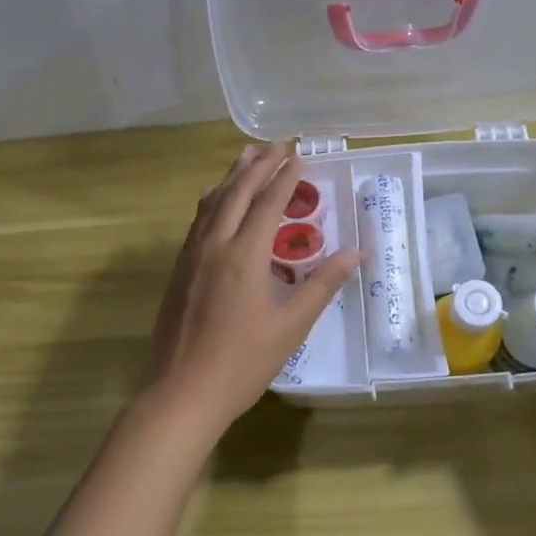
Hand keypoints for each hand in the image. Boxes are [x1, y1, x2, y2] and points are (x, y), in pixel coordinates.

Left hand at [142, 141, 360, 432]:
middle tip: (276, 143)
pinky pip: (197, 221)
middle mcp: (214, 245)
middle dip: (258, 165)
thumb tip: (356, 252)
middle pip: (237, 193)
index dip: (285, 177)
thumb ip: (322, 285)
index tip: (299, 155)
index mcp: (244, 256)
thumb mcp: (292, 326)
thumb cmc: (243, 363)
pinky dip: (211, 201)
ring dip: (232, 177)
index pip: (268, 203)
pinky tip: (213, 198)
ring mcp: (192, 256)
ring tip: (246, 156)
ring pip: (212, 203)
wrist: (183, 392)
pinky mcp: (179, 270)